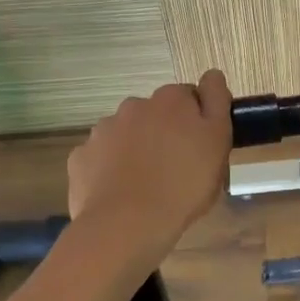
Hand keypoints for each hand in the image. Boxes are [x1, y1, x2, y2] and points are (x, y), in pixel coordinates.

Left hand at [69, 70, 232, 266]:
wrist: (126, 225)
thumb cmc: (183, 184)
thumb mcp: (218, 141)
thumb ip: (217, 102)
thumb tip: (212, 75)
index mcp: (170, 100)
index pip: (190, 97)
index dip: (198, 119)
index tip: (201, 146)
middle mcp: (134, 106)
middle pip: (156, 114)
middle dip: (165, 133)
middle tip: (178, 168)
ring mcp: (102, 131)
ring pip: (126, 134)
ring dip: (137, 149)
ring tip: (147, 184)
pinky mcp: (81, 158)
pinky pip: (101, 158)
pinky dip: (111, 169)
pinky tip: (121, 192)